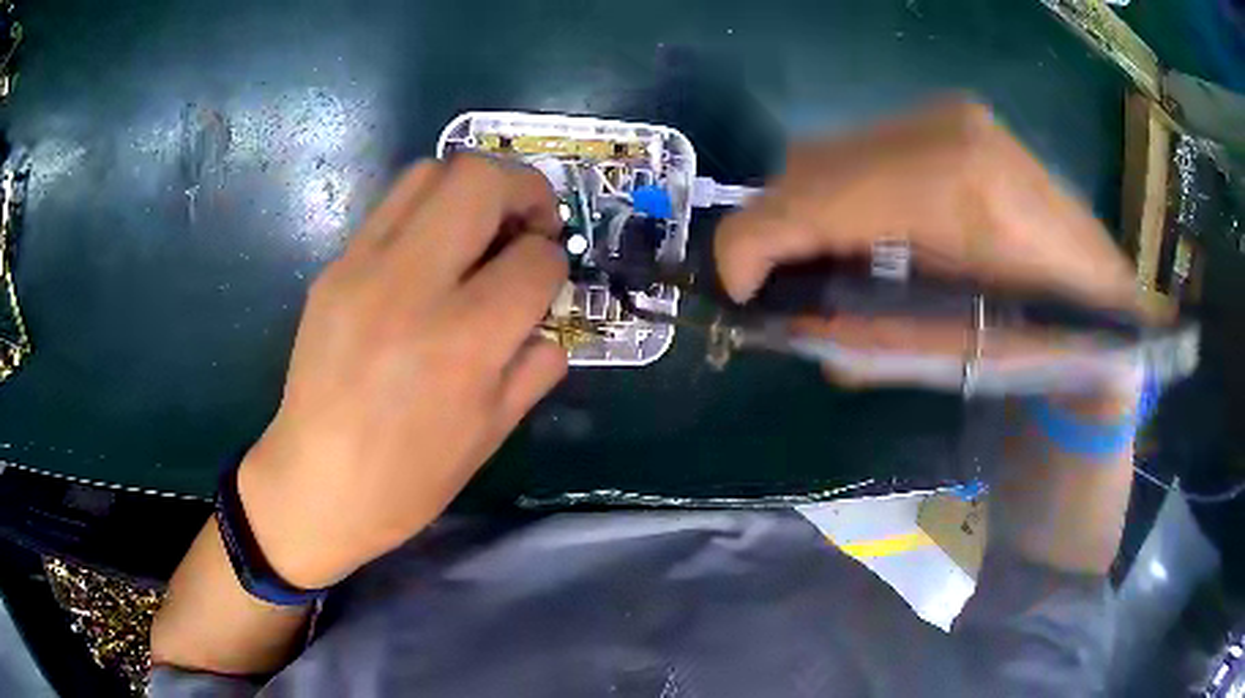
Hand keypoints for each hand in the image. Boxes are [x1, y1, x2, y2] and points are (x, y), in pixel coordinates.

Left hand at [237, 155, 567, 587]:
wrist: (314, 485)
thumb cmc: (408, 478)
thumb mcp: (492, 433)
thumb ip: (535, 365)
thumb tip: (548, 319)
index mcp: (462, 343)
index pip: (535, 259)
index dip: (555, 262)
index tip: (546, 279)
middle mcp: (410, 287)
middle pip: (480, 179)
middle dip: (524, 189)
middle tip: (528, 225)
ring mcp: (361, 269)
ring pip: (431, 172)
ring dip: (472, 189)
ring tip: (479, 231)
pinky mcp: (333, 268)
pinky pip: (391, 207)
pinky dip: (428, 212)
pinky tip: (431, 256)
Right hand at [715, 100, 1143, 388]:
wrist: (1102, 304)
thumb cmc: (1039, 343)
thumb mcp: (941, 354)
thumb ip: (856, 331)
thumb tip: (788, 320)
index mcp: (951, 186)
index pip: (812, 193)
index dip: (754, 244)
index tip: (736, 294)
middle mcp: (942, 127)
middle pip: (810, 163)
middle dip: (777, 229)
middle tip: (781, 287)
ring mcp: (949, 114)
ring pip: (831, 151)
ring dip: (810, 210)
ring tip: (824, 263)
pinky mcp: (952, 119)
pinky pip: (864, 150)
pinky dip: (844, 192)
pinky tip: (865, 232)